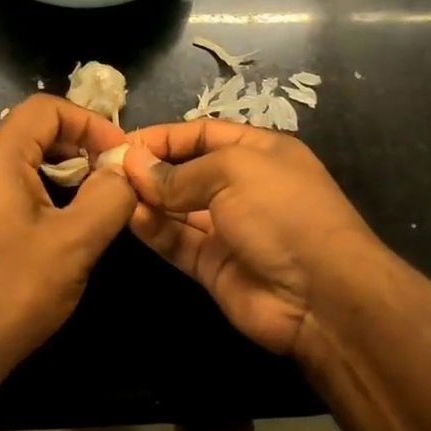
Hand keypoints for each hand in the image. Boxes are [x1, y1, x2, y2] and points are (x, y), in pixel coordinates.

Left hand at [0, 96, 135, 386]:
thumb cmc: (9, 296)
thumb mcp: (74, 244)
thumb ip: (108, 196)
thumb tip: (122, 168)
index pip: (45, 109)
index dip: (89, 122)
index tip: (119, 155)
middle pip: (28, 133)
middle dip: (75, 150)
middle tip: (108, 182)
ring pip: (13, 164)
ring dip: (54, 175)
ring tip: (85, 209)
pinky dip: (30, 195)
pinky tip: (48, 233)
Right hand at [123, 120, 381, 356]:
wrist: (323, 296)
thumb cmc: (282, 211)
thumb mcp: (233, 172)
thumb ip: (180, 172)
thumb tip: (134, 165)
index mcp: (258, 152)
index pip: (201, 134)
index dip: (164, 136)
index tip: (123, 142)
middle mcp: (242, 186)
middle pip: (186, 171)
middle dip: (150, 168)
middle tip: (108, 169)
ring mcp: (228, 228)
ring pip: (177, 208)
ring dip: (147, 199)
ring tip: (112, 192)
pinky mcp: (214, 265)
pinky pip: (178, 241)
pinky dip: (154, 230)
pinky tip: (130, 218)